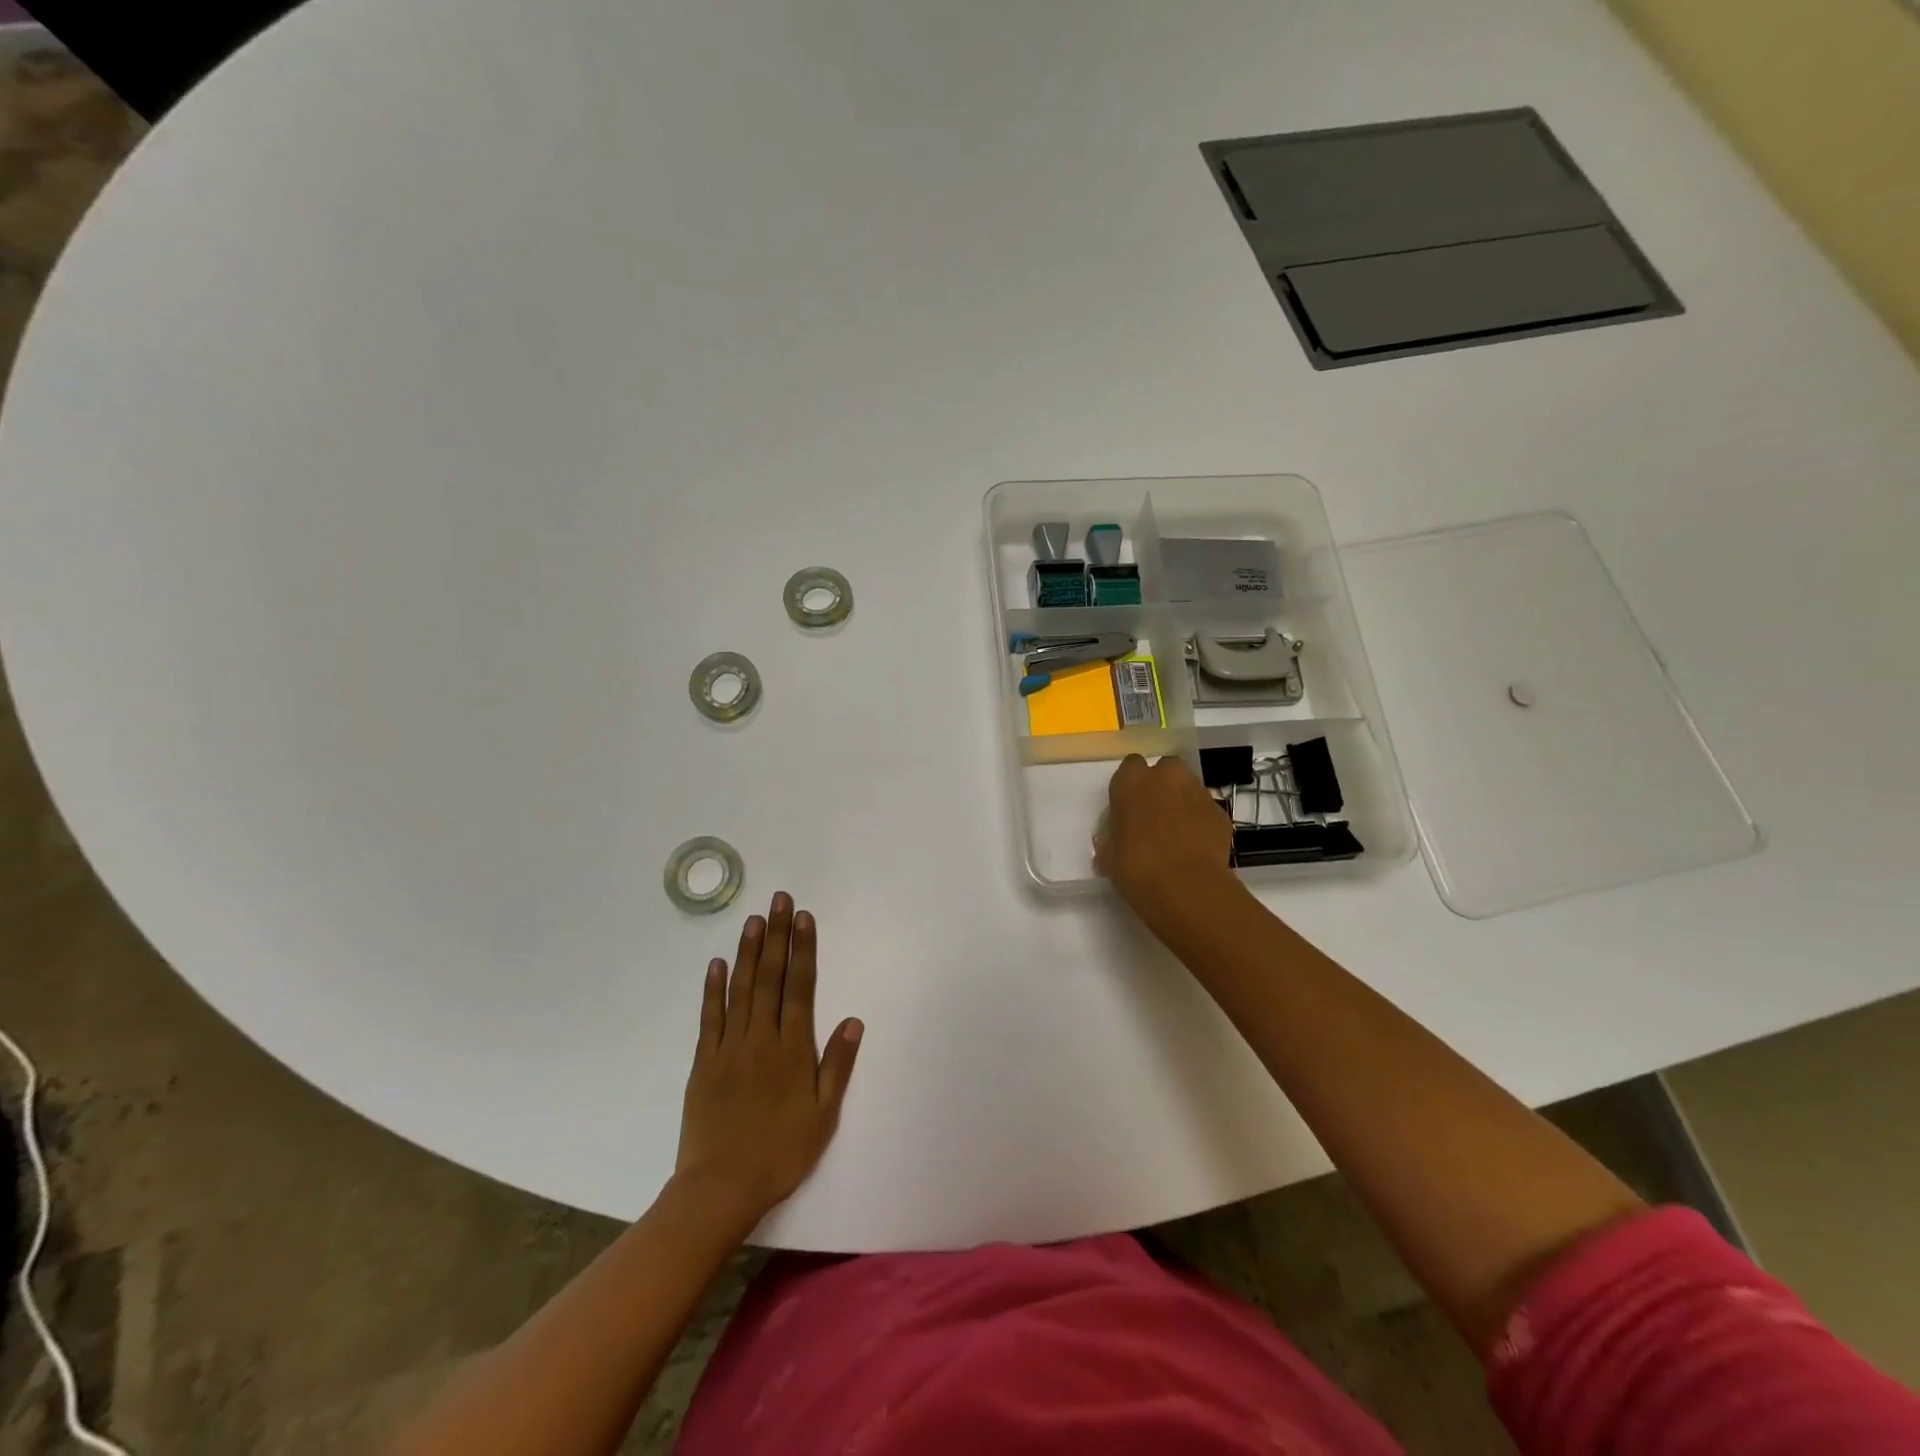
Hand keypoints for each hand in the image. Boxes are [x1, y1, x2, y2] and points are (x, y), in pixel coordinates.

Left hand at [675, 892, 862, 1228]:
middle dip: (776, 936)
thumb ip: (837, 1066)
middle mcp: (761, 1038)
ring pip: (741, 989)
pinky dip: (713, 989)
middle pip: (770, 977)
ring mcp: (729, 1047)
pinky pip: (710, 1017)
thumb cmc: (780, 1153)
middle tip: (778, 900)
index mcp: (793, 1049)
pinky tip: (717, 964)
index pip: (800, 987)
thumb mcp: (823, 1116)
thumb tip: (853, 1021)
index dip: (803, 949)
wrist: (720, 1187)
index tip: (803, 918)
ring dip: (748, 952)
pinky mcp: (704, 1062)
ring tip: (753, 920)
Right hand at [1095, 754, 1233, 915]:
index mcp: (1131, 781)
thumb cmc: (1136, 868)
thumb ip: (1112, 839)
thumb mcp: (1109, 856)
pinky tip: (1195, 847)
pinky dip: (1200, 823)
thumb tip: (1115, 842)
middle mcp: (1165, 777)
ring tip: (1176, 835)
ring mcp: (1197, 791)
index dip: (1130, 787)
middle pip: (1164, 770)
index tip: (1128, 809)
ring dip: (1182, 804)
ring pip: (1188, 788)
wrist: (1186, 887)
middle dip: (1161, 787)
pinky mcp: (1220, 812)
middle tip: (1153, 816)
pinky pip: (1205, 811)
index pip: (1130, 767)